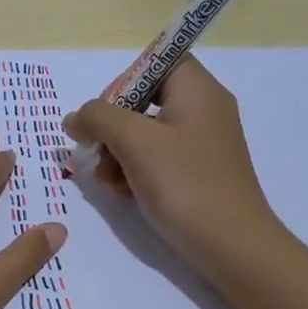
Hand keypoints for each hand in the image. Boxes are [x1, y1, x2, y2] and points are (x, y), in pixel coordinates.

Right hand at [64, 56, 278, 268]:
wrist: (233, 247)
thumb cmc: (185, 184)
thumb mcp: (135, 142)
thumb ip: (98, 118)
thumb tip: (75, 118)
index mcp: (197, 90)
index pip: (156, 62)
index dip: (123, 82)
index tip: (103, 114)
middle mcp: (203, 110)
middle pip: (144, 100)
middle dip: (112, 127)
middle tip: (94, 153)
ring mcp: (201, 144)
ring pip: (145, 133)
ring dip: (117, 153)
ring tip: (105, 181)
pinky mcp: (197, 173)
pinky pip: (157, 159)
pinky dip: (134, 171)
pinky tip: (122, 194)